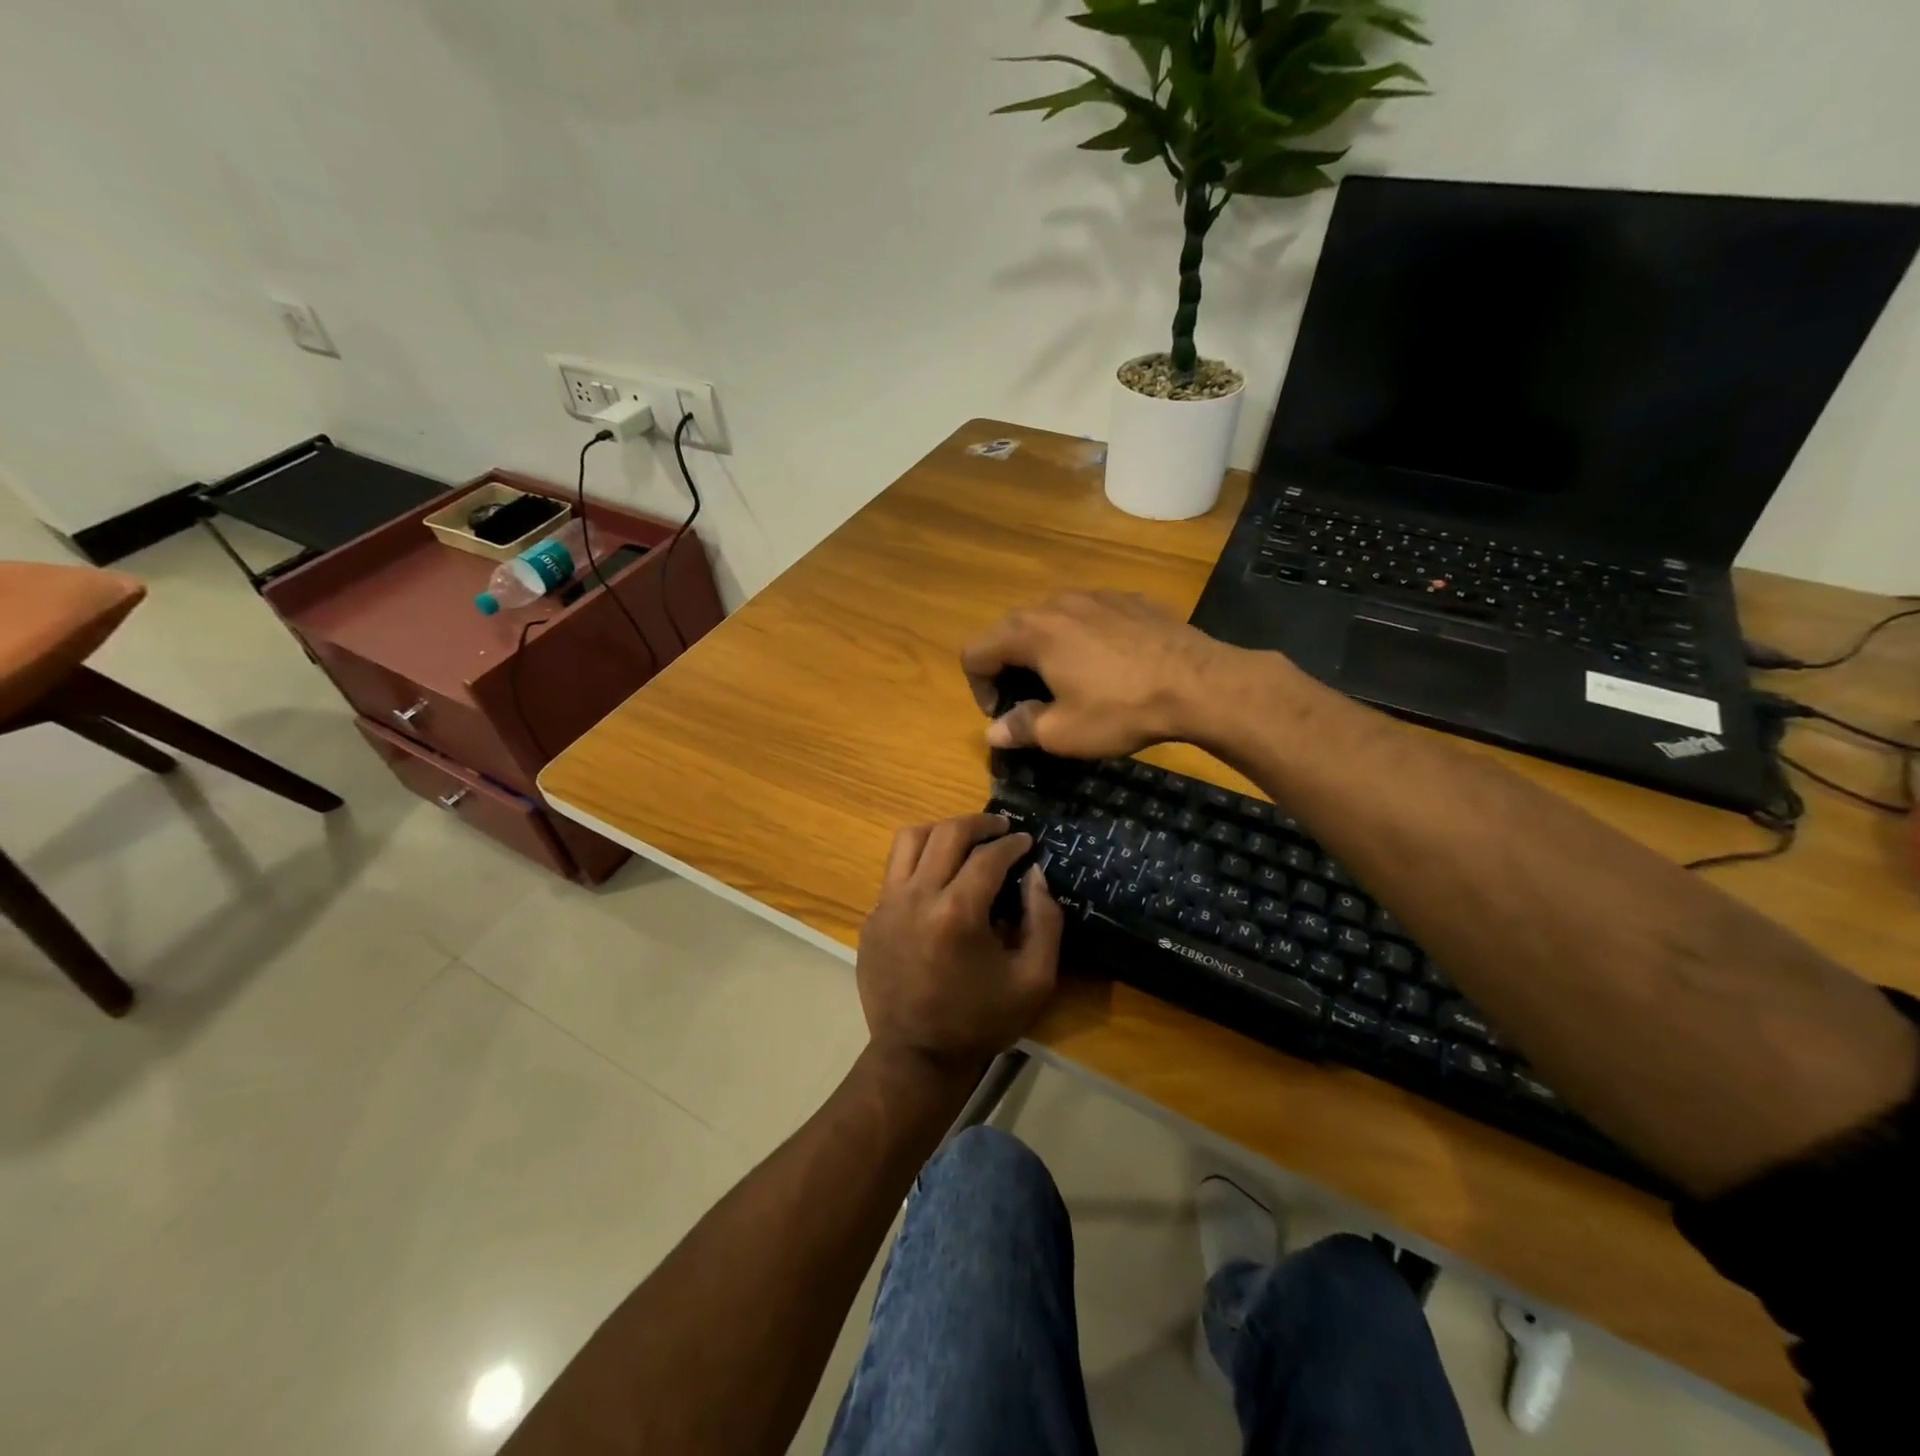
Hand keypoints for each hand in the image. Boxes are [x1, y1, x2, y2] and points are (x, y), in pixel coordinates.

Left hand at [858, 813, 1063, 1077]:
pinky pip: (895, 872)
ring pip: (909, 840)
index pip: (987, 856)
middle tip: (1000, 827)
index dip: (1012, 844)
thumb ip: (1045, 920)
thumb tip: (1035, 873)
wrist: (916, 1058)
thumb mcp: (1034, 979)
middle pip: (946, 834)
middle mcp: (916, 897)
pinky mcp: (872, 918)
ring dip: (941, 831)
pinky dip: (920, 862)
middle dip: (979, 823)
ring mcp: (887, 905)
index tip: (1027, 842)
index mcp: (957, 913)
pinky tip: (938, 879)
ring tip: (964, 839)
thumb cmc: (981, 1021)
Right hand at [960, 592, 1233, 758]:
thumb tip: (994, 731)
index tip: (1005, 716)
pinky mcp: (1128, 599)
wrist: (1200, 684)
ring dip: (1044, 651)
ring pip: (1050, 620)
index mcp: (1030, 632)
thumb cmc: (1121, 710)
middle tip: (1031, 703)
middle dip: (1008, 669)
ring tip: (1069, 683)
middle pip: (1009, 631)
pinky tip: (1109, 667)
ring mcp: (1095, 595)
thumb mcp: (1063, 733)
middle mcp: (1056, 602)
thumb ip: (1020, 728)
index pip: (974, 652)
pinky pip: (1088, 616)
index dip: (977, 688)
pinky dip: (1082, 640)